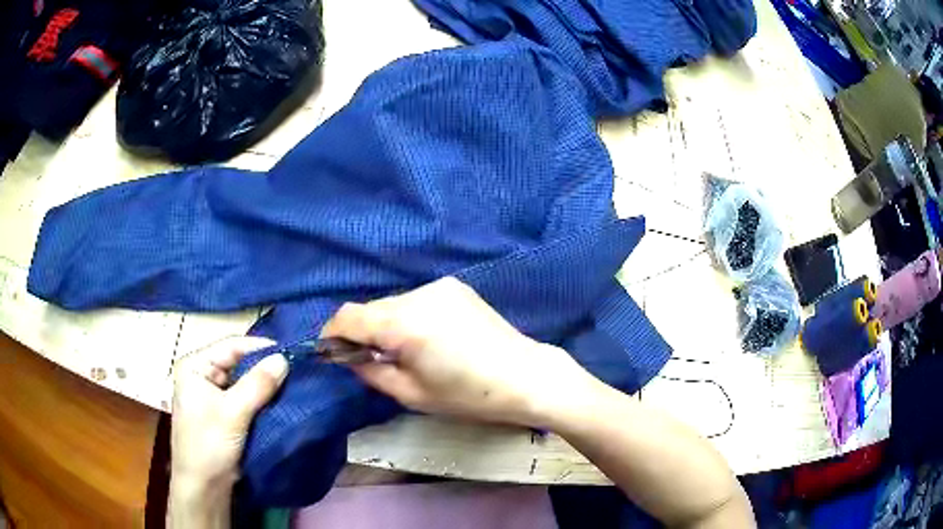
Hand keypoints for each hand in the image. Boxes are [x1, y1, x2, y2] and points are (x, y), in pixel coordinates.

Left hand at [169, 337, 287, 526]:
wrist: (204, 487)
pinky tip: (281, 401)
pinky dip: (261, 399)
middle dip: (264, 367)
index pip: (231, 346)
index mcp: (194, 366)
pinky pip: (245, 398)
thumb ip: (258, 384)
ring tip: (293, 383)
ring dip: (265, 384)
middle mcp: (201, 375)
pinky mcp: (223, 414)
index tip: (291, 352)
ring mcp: (212, 395)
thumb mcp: (233, 413)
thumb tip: (284, 358)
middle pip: (237, 362)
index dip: (260, 347)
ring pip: (243, 381)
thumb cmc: (209, 445)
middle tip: (296, 369)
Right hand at [320, 277, 598, 426]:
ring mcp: (440, 287)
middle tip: (370, 360)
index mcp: (404, 323)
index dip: (332, 334)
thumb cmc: (468, 395)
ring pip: (393, 304)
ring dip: (387, 325)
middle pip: (371, 308)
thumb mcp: (411, 394)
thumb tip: (350, 358)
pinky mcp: (455, 288)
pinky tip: (428, 340)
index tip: (331, 352)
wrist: (525, 376)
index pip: (348, 316)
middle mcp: (418, 295)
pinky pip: (417, 301)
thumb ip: (371, 372)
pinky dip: (409, 317)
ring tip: (404, 353)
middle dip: (362, 332)